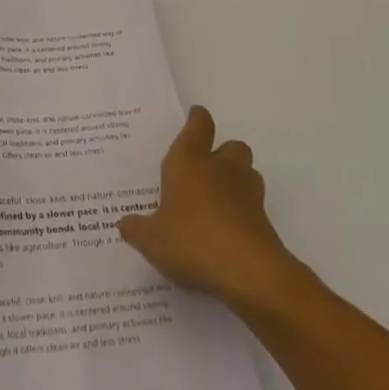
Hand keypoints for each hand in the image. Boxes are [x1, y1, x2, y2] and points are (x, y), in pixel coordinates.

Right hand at [118, 106, 300, 310]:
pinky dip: (246, 210)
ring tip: (220, 198)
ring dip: (238, 178)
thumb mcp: (152, 240)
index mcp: (188, 161)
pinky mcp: (265, 220)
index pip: (198, 125)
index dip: (197, 119)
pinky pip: (255, 204)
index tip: (194, 117)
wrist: (248, 272)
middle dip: (223, 152)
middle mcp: (220, 168)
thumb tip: (123, 223)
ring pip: (248, 171)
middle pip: (231, 145)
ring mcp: (247, 192)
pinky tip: (230, 230)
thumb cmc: (191, 241)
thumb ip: (137, 229)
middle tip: (206, 169)